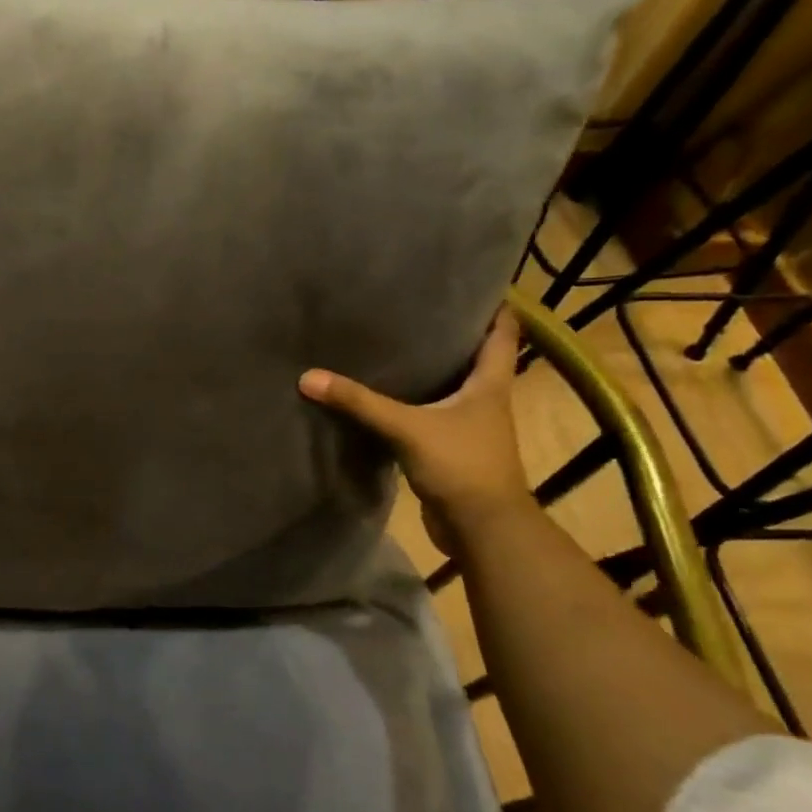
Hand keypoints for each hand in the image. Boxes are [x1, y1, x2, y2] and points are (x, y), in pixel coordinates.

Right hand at [298, 308, 530, 551]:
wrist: (482, 528)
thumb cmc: (461, 465)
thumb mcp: (407, 428)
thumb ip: (360, 403)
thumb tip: (309, 377)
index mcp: (490, 383)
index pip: (502, 332)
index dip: (492, 305)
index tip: (468, 282)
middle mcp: (486, 400)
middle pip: (474, 356)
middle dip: (449, 334)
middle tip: (413, 308)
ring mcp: (470, 427)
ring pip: (451, 388)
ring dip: (430, 370)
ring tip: (394, 345)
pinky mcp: (451, 450)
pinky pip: (431, 416)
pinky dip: (414, 404)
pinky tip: (386, 398)